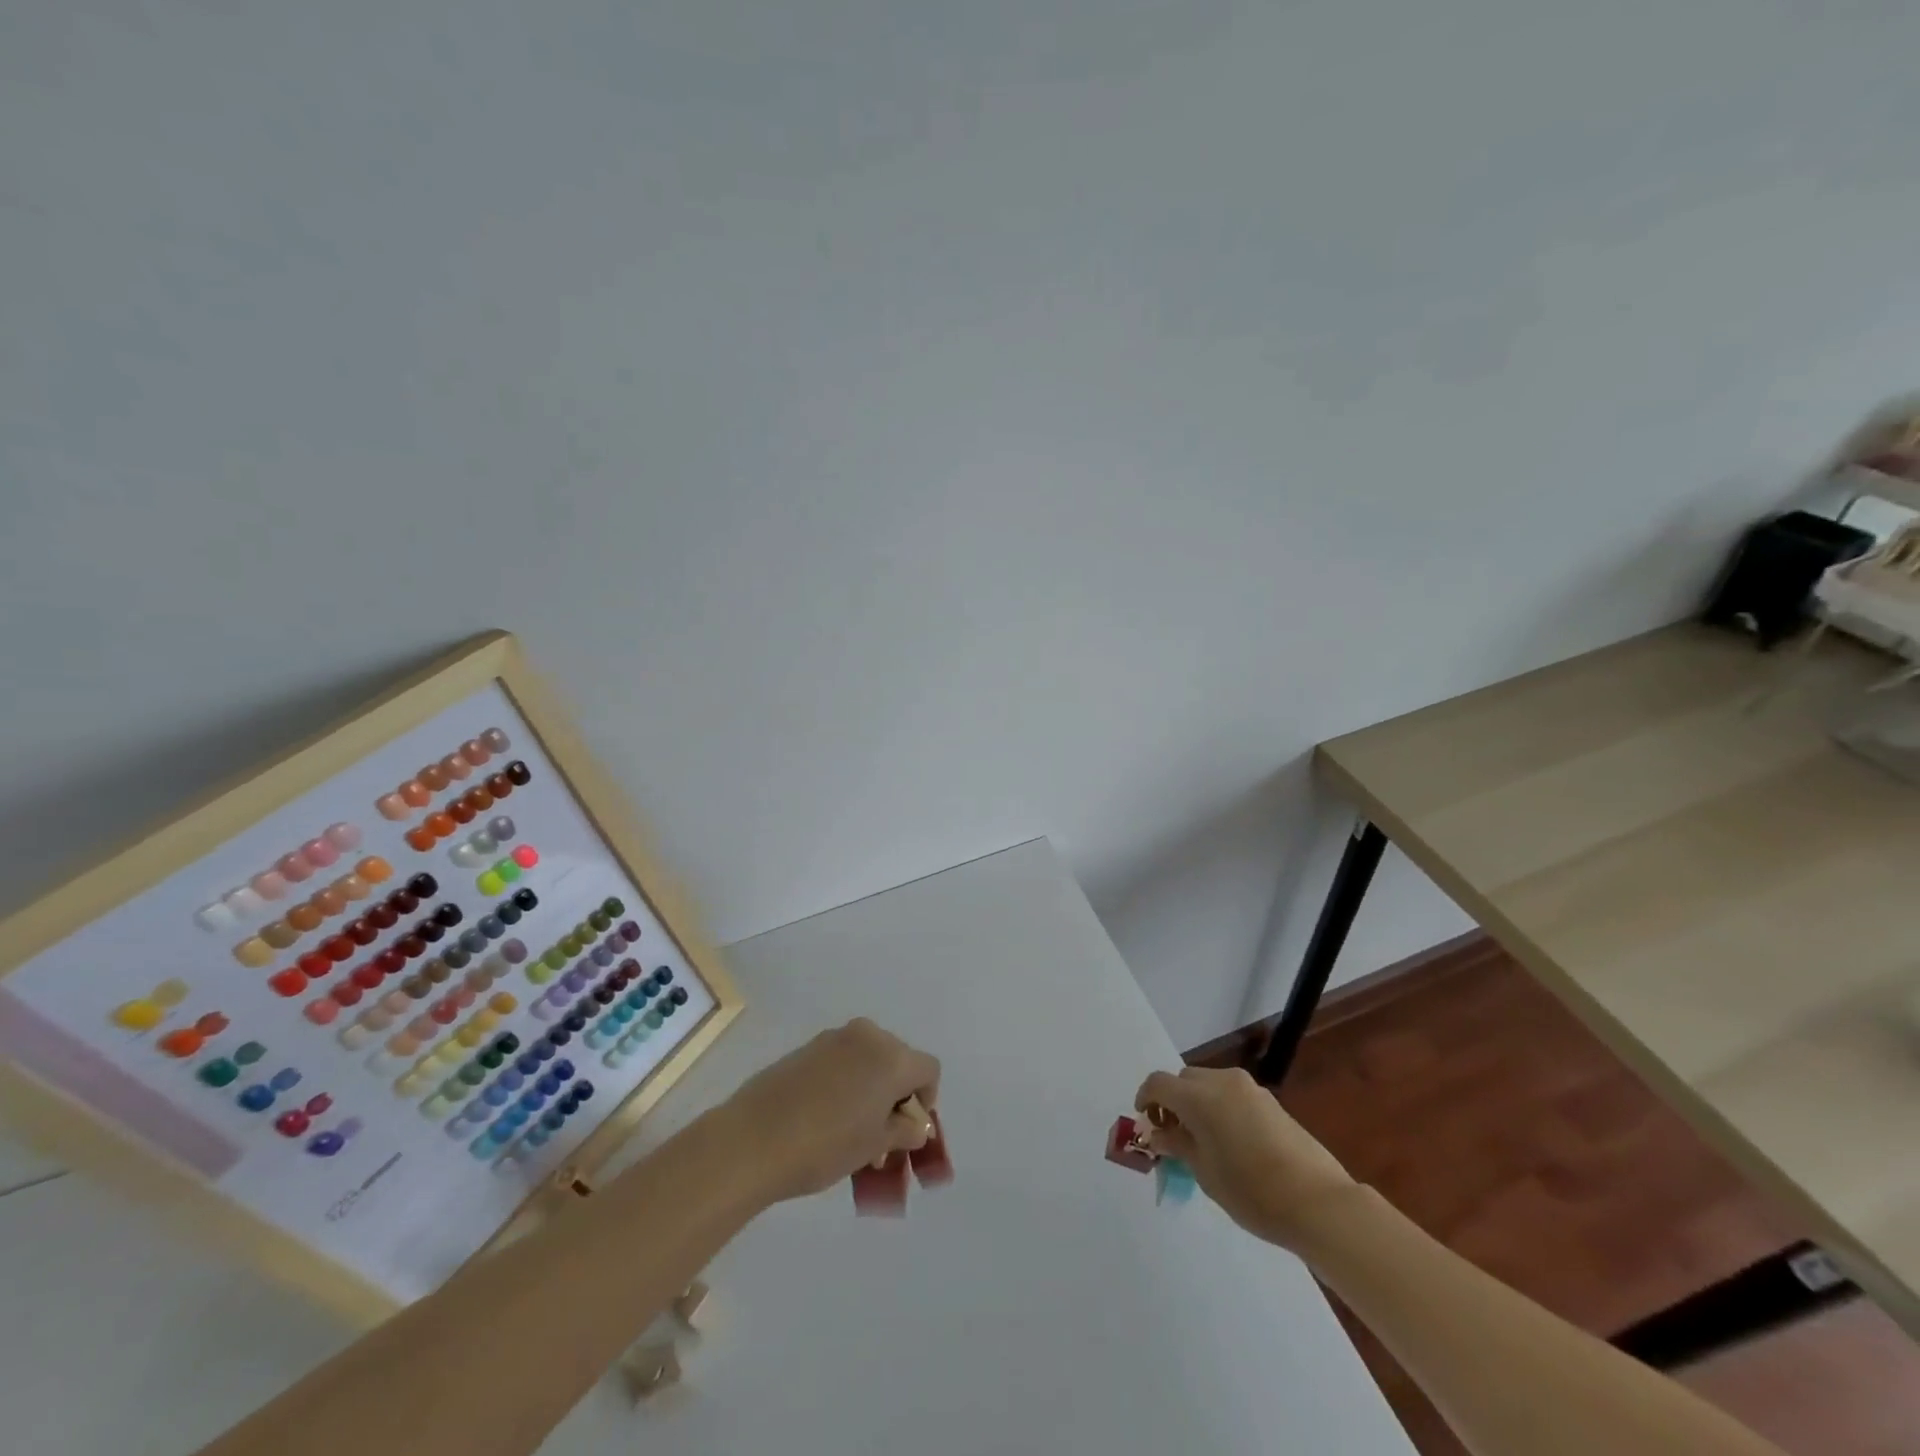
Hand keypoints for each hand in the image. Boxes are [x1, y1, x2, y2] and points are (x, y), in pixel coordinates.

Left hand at [720, 1019, 940, 1203]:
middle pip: (898, 1060)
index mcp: (892, 1056)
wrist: (753, 1139)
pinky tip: (826, 1117)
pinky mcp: (806, 1047)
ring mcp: (834, 1038)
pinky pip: (841, 1061)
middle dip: (897, 1095)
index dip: (926, 1100)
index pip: (928, 1069)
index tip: (909, 1131)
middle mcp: (867, 1036)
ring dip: (870, 1089)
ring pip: (868, 1060)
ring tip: (853, 1131)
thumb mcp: (873, 1146)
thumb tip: (915, 1125)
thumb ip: (903, 1131)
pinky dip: (845, 1083)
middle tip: (883, 1134)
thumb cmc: (825, 1145)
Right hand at [1135, 1066, 1357, 1248]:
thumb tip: (1158, 1132)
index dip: (1145, 1099)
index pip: (1158, 1083)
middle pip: (1184, 1080)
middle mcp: (1222, 1082)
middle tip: (1173, 1135)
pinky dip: (1220, 1108)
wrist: (1319, 1202)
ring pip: (1209, 1084)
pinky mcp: (1270, 1102)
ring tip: (1203, 1141)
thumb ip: (1177, 1144)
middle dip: (1173, 1101)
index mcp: (1199, 1097)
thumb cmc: (1252, 1191)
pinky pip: (1232, 1095)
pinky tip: (1231, 1143)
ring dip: (1197, 1103)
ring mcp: (1249, 1089)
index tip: (1146, 1124)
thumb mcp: (1204, 1172)